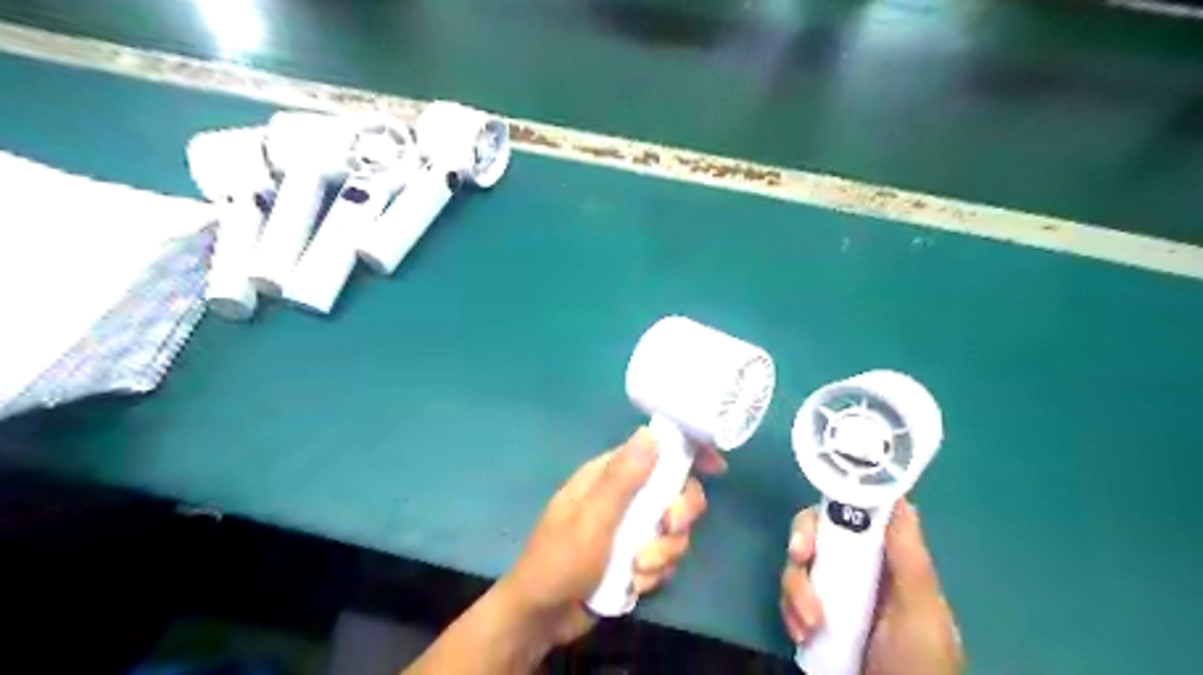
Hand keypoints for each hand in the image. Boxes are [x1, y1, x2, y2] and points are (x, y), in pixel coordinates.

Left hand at [494, 427, 715, 642]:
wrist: (543, 616)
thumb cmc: (561, 559)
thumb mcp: (592, 518)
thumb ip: (622, 478)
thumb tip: (651, 433)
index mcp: (609, 475)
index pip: (655, 450)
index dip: (688, 453)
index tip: (716, 467)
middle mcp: (625, 496)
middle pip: (675, 492)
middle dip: (678, 516)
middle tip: (667, 530)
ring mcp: (632, 528)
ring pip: (673, 530)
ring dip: (663, 553)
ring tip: (638, 571)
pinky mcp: (636, 557)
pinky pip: (665, 557)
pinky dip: (655, 573)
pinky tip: (634, 585)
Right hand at [781, 500, 964, 674]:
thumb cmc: (919, 663)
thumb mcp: (920, 611)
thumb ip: (909, 558)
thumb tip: (899, 498)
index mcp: (888, 561)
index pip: (855, 515)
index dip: (832, 507)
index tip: (823, 516)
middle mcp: (858, 569)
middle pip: (819, 533)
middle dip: (803, 543)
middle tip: (799, 558)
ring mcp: (834, 594)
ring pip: (799, 566)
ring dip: (795, 589)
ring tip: (808, 625)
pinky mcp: (815, 617)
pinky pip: (790, 598)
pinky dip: (789, 612)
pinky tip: (800, 634)